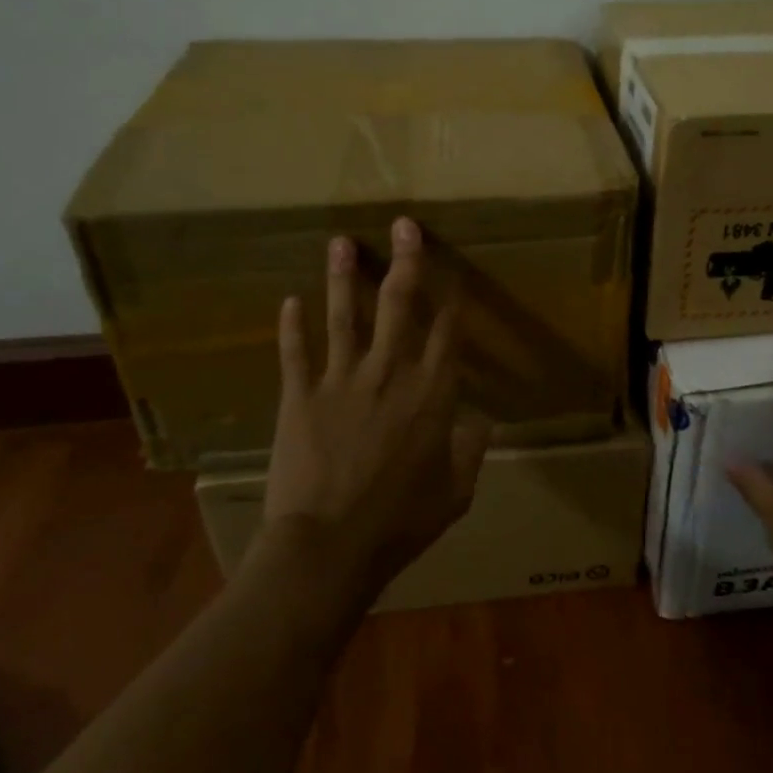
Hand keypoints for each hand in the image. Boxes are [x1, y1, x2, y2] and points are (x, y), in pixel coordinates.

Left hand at [253, 217, 490, 601]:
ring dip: (344, 276)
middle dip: (406, 261)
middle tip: (404, 226)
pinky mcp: (300, 395)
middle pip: (400, 305)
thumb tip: (482, 423)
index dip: (452, 297)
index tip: (454, 271)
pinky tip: (290, 299)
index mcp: (432, 394)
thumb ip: (471, 452)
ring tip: (340, 242)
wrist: (330, 546)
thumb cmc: (400, 522)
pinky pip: (296, 351)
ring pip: (345, 315)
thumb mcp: (455, 493)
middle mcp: (390, 373)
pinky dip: (292, 325)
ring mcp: (342, 379)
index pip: (447, 331)